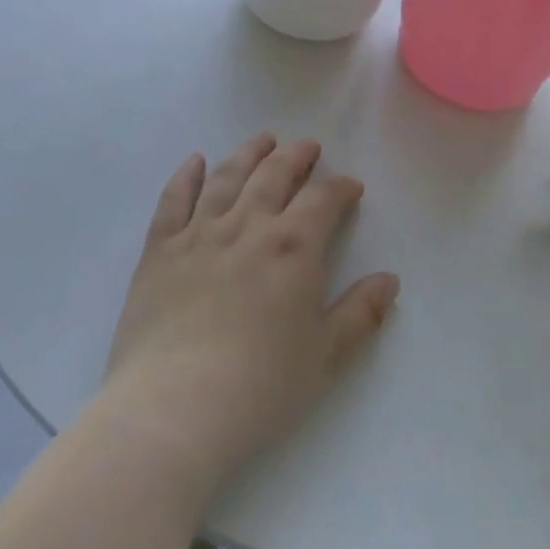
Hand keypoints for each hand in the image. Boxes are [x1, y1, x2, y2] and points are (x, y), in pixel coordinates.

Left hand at [100, 133, 398, 496]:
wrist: (173, 408)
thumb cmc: (260, 386)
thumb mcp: (325, 355)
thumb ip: (361, 313)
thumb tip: (390, 281)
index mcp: (293, 247)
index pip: (323, 199)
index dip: (340, 188)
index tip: (350, 188)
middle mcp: (248, 227)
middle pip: (275, 175)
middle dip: (296, 157)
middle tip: (308, 147)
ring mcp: (199, 235)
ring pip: (227, 178)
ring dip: (249, 154)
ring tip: (263, 140)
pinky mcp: (159, 252)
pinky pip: (173, 201)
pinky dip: (185, 176)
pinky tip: (194, 161)